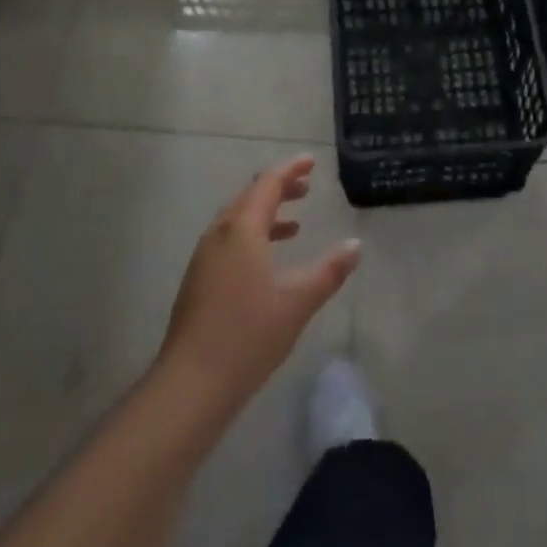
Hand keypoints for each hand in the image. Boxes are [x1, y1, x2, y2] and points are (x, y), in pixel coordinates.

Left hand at [158, 157, 360, 405]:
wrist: (191, 384)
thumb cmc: (248, 335)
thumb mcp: (298, 302)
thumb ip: (329, 271)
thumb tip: (355, 245)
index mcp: (241, 230)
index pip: (268, 184)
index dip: (290, 169)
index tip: (310, 161)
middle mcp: (219, 235)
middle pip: (250, 198)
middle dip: (279, 188)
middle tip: (306, 187)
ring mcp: (204, 258)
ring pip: (237, 221)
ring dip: (265, 214)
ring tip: (293, 224)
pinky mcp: (198, 281)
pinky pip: (229, 241)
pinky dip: (252, 236)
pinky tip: (267, 262)